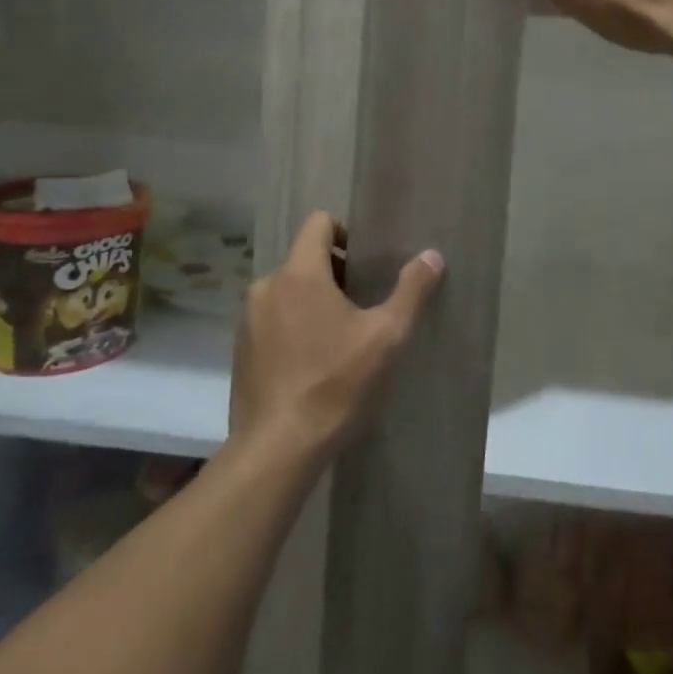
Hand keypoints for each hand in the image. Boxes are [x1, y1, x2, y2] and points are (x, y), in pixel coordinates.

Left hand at [229, 212, 442, 463]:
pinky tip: (314, 362)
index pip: (318, 223)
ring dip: (313, 301)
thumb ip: (412, 290)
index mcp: (299, 273)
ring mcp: (247, 321)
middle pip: (305, 258)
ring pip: (287, 291)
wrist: (278, 450)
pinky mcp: (240, 352)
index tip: (367, 263)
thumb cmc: (336, 383)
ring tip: (341, 336)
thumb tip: (432, 255)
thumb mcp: (387, 336)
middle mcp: (266, 287)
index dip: (346, 232)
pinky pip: (272, 320)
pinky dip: (293, 326)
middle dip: (335, 272)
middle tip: (364, 303)